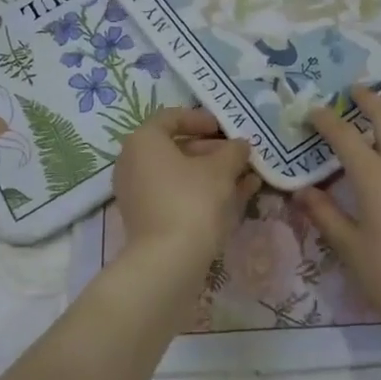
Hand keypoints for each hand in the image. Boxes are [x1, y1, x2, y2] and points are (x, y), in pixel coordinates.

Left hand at [113, 109, 259, 276]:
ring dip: (213, 174)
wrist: (168, 261)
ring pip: (180, 175)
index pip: (171, 118)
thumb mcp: (221, 169)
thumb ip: (233, 151)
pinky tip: (238, 197)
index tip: (225, 129)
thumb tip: (240, 146)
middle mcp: (133, 163)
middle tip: (239, 156)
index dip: (201, 119)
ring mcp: (139, 194)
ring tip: (247, 177)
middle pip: (177, 148)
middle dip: (212, 151)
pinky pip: (178, 196)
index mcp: (144, 141)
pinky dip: (204, 193)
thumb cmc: (192, 200)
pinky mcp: (148, 220)